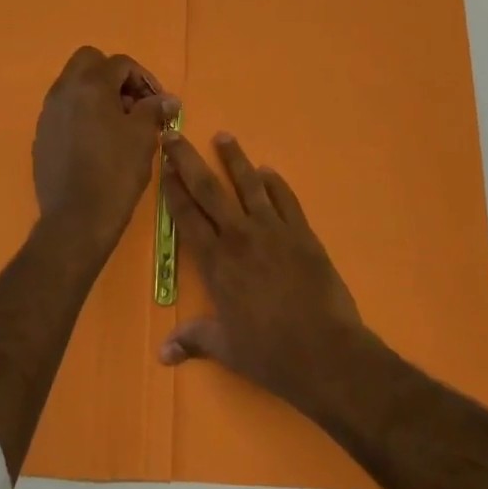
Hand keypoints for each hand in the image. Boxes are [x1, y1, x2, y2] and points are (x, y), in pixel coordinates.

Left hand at [32, 47, 176, 253]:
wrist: (76, 219)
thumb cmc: (116, 172)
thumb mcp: (144, 136)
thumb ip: (154, 109)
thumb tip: (167, 99)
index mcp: (90, 84)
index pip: (120, 63)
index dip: (144, 79)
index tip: (157, 103)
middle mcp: (63, 90)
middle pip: (89, 61)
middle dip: (113, 75)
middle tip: (133, 102)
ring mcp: (48, 113)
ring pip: (73, 85)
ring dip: (96, 93)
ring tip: (118, 124)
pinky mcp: (42, 135)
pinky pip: (64, 110)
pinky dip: (82, 113)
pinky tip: (97, 141)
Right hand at [159, 131, 368, 418]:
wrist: (326, 352)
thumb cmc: (270, 354)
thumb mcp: (226, 348)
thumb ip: (194, 339)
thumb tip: (162, 354)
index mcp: (216, 262)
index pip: (187, 216)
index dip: (173, 189)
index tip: (163, 165)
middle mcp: (240, 236)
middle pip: (209, 189)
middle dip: (189, 160)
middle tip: (175, 134)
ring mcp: (273, 230)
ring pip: (248, 184)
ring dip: (234, 159)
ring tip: (224, 136)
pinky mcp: (302, 232)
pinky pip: (285, 199)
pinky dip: (275, 183)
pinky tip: (268, 171)